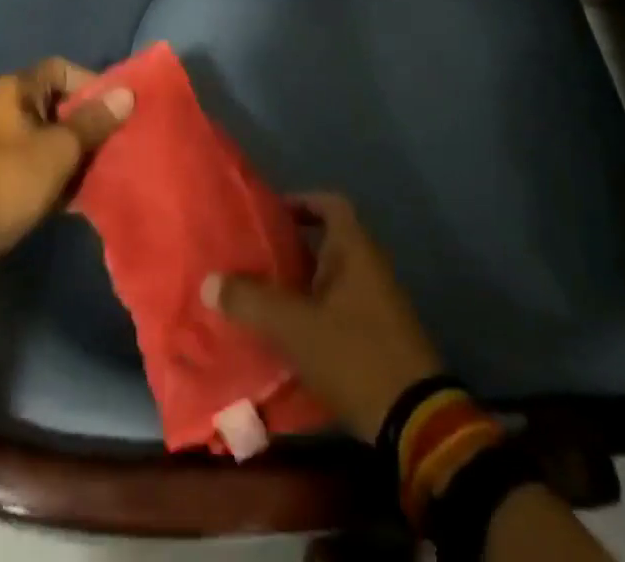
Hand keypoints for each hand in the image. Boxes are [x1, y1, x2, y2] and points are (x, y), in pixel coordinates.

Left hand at [0, 58, 132, 275]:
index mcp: (17, 89)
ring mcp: (3, 142)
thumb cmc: (8, 181)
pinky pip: (42, 164)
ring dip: (79, 153)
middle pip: (60, 104)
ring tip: (107, 172)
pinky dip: (62, 174)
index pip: (63, 69)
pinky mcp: (3, 175)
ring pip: (53, 137)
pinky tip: (83, 196)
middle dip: (91, 124)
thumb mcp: (59, 149)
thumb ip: (94, 121)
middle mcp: (8, 108)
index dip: (92, 85)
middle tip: (119, 145)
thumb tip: (127, 92)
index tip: (117, 111)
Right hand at [203, 193, 442, 441]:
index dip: (301, 202)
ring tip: (262, 296)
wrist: (415, 422)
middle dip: (291, 248)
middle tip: (254, 258)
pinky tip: (288, 335)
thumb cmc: (354, 353)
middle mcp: (370, 267)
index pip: (329, 204)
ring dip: (301, 284)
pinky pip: (340, 309)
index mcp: (355, 249)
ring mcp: (378, 303)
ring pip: (332, 278)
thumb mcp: (294, 326)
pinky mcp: (379, 337)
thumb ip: (250, 301)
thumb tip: (208, 281)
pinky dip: (315, 313)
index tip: (270, 215)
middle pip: (327, 242)